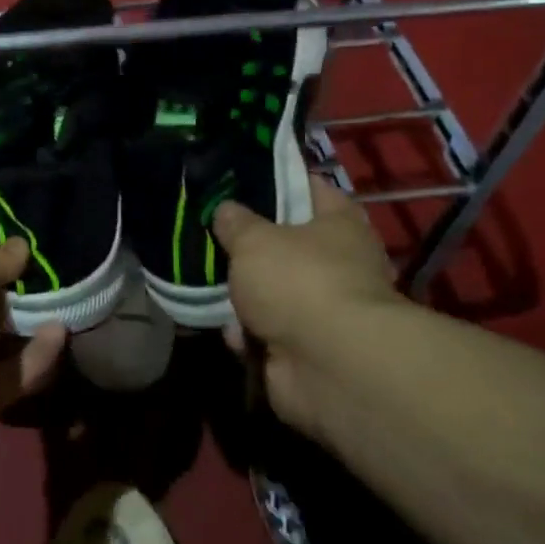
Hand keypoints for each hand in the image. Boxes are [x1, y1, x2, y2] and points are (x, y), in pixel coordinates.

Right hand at [212, 172, 400, 433]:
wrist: (329, 365)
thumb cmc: (298, 281)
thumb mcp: (254, 239)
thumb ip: (235, 222)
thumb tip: (225, 209)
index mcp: (339, 224)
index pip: (310, 188)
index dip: (278, 180)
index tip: (241, 178)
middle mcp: (339, 263)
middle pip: (287, 244)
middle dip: (250, 245)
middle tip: (212, 234)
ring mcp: (323, 309)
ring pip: (272, 291)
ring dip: (243, 296)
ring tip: (206, 284)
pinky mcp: (307, 348)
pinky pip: (267, 331)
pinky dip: (248, 333)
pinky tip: (227, 330)